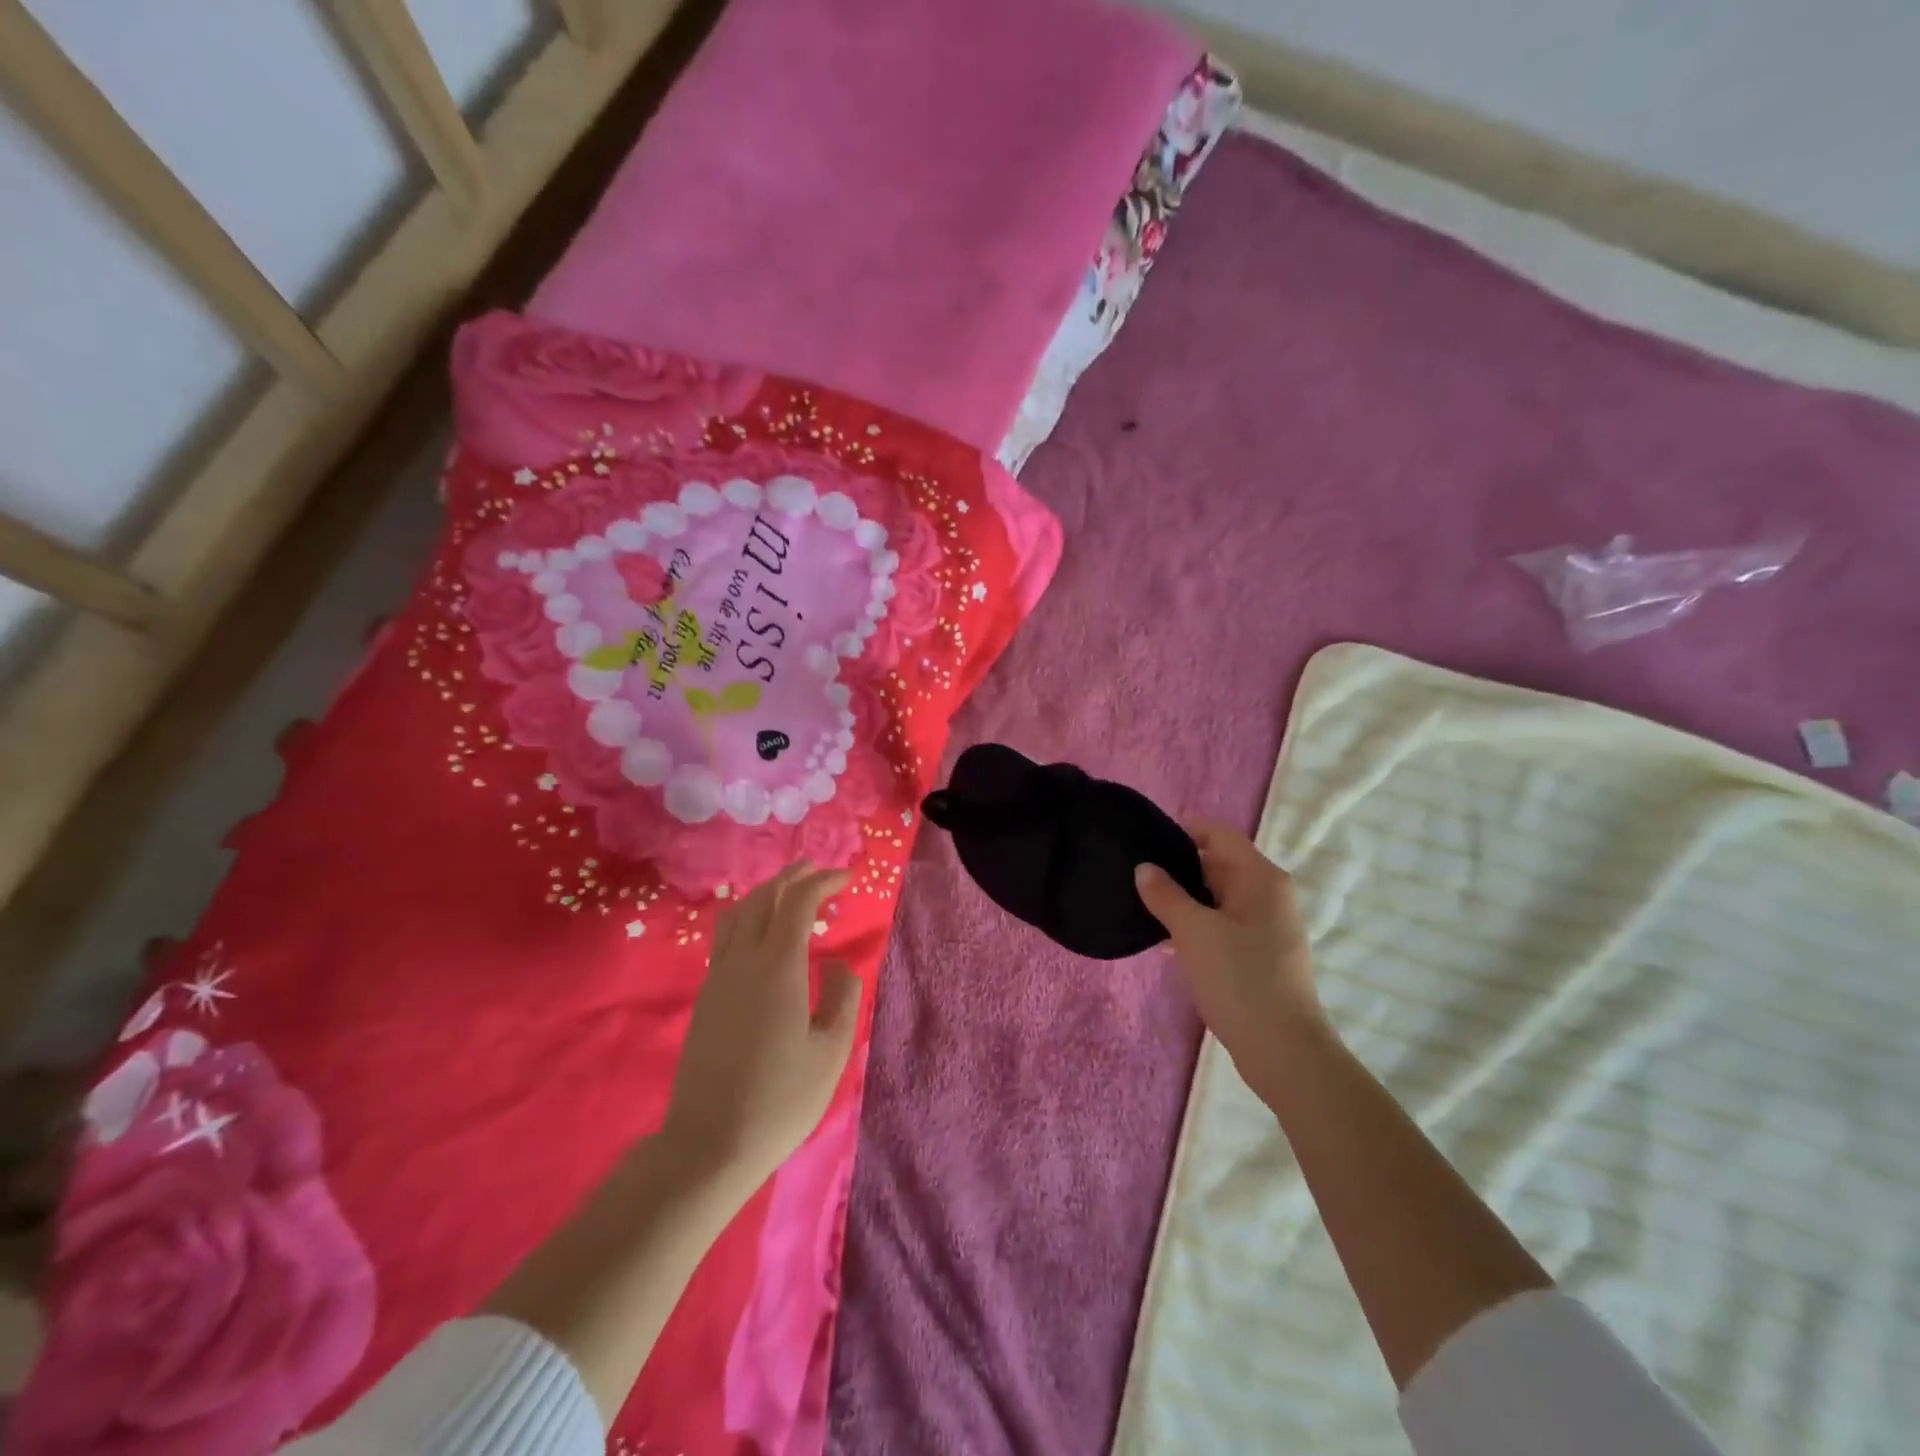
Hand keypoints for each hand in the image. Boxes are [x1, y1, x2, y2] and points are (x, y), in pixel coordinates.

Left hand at [663, 863, 861, 1191]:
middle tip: (818, 870)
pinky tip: (760, 933)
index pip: (798, 902)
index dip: (822, 882)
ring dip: (766, 893)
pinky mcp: (705, 997)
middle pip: (764, 898)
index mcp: (777, 967)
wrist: (708, 1145)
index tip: (846, 878)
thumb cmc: (780, 1099)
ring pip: (738, 914)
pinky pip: (725, 937)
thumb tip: (837, 962)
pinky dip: (747, 917)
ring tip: (788, 891)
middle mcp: (742, 960)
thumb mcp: (830, 1051)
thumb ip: (842, 997)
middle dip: (793, 877)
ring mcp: (718, 978)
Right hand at [1135, 823, 1324, 1081]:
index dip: (1183, 830)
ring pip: (1217, 897)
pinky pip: (1222, 925)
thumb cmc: (1240, 979)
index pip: (1218, 834)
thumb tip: (1144, 867)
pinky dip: (1196, 925)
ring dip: (1184, 899)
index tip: (1144, 838)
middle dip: (1178, 867)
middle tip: (1134, 873)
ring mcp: (1266, 926)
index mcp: (1261, 878)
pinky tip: (1164, 940)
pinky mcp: (1258, 955)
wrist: (1283, 1051)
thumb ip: (1165, 894)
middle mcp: (1268, 894)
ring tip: (1141, 904)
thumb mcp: (1194, 931)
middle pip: (1218, 864)